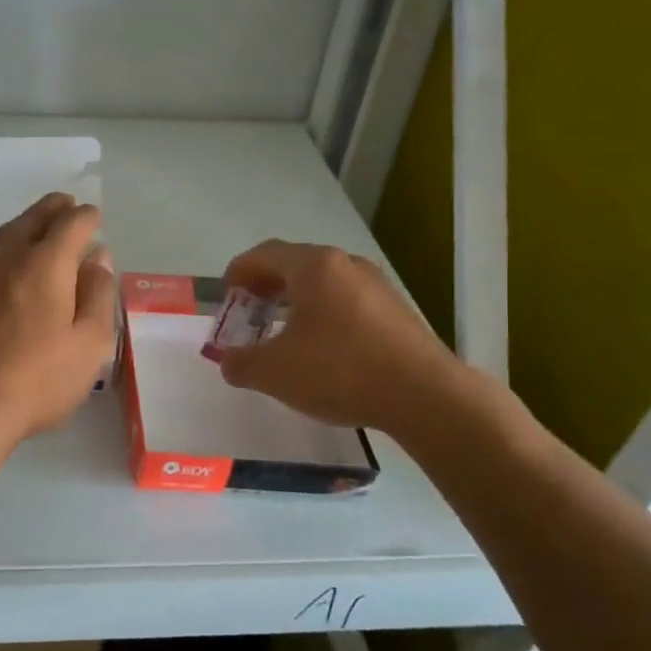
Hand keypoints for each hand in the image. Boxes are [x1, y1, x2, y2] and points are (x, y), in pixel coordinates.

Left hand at [0, 193, 117, 450]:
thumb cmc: (35, 382)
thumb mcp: (88, 346)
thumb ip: (98, 295)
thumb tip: (98, 258)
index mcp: (45, 264)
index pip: (72, 223)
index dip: (87, 218)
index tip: (94, 220)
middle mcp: (4, 256)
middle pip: (32, 218)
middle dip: (54, 209)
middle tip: (65, 207)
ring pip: (2, 235)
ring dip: (23, 228)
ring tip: (35, 232)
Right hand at [216, 240, 460, 435]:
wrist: (424, 396)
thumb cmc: (339, 371)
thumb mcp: (274, 372)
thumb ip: (240, 363)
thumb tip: (229, 361)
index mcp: (314, 266)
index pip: (264, 254)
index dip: (238, 272)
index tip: (226, 298)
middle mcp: (346, 264)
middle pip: (294, 265)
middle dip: (265, 287)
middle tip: (249, 315)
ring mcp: (376, 285)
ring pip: (323, 284)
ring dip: (295, 302)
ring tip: (282, 334)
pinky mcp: (396, 311)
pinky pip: (346, 302)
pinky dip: (323, 315)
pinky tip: (321, 349)